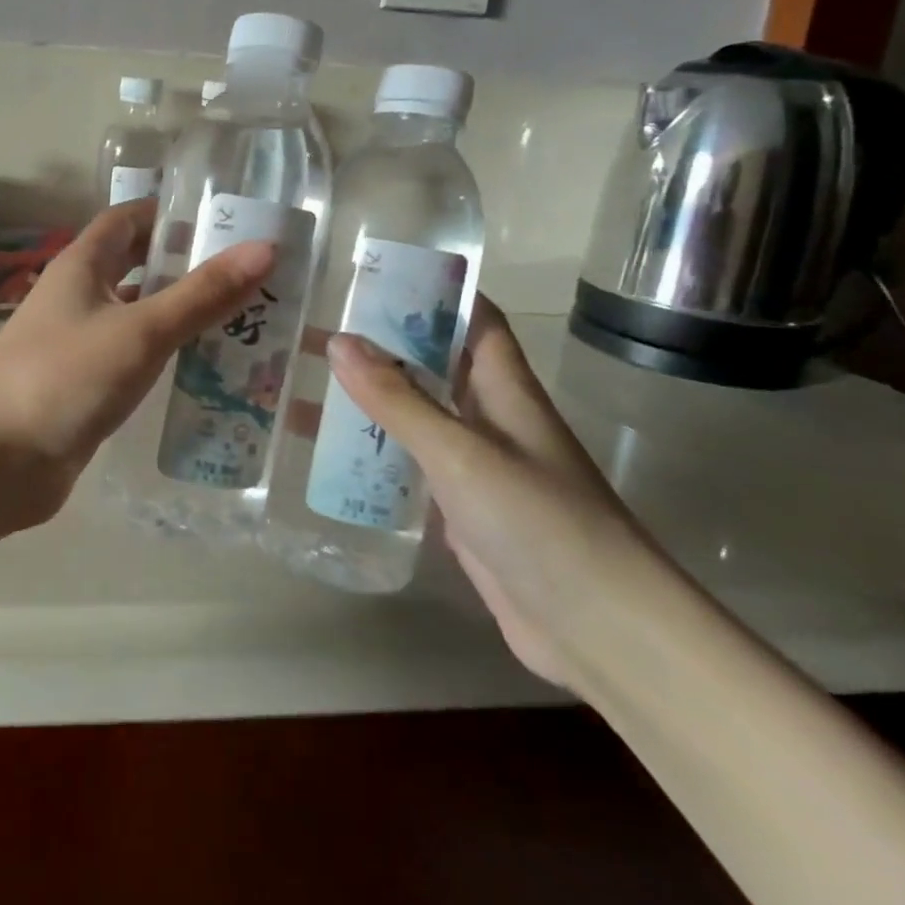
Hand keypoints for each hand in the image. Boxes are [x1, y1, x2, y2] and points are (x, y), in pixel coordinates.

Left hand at [0, 200, 274, 529]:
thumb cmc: (63, 378)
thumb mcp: (139, 331)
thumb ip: (201, 294)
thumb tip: (265, 248)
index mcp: (81, 266)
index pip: (128, 219)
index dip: (171, 213)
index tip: (227, 220)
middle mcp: (78, 296)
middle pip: (136, 266)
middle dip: (187, 266)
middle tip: (251, 274)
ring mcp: (79, 343)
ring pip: (138, 315)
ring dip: (182, 314)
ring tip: (247, 319)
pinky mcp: (85, 386)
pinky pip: (134, 359)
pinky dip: (167, 357)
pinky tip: (207, 370)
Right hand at [326, 297, 653, 689]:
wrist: (599, 630)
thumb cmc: (541, 523)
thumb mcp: (461, 453)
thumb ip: (399, 400)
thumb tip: (338, 341)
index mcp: (505, 390)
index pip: (475, 320)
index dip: (435, 290)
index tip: (375, 274)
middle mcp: (492, 420)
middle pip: (435, 365)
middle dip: (383, 344)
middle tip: (317, 329)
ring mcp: (477, 467)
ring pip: (417, 415)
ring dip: (371, 399)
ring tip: (306, 383)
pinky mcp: (462, 510)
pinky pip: (410, 465)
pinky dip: (374, 451)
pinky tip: (329, 453)